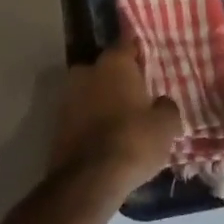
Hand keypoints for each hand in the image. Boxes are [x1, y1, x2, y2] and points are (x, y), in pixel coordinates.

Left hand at [50, 36, 181, 196]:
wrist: (88, 180)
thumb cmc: (133, 141)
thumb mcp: (166, 125)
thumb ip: (165, 106)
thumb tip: (160, 102)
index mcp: (114, 63)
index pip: (128, 43)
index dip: (140, 51)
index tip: (151, 60)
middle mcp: (86, 71)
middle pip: (108, 69)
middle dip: (121, 79)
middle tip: (140, 95)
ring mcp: (68, 97)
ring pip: (92, 92)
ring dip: (105, 101)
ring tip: (125, 120)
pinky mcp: (57, 123)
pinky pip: (82, 115)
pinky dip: (93, 121)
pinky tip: (107, 137)